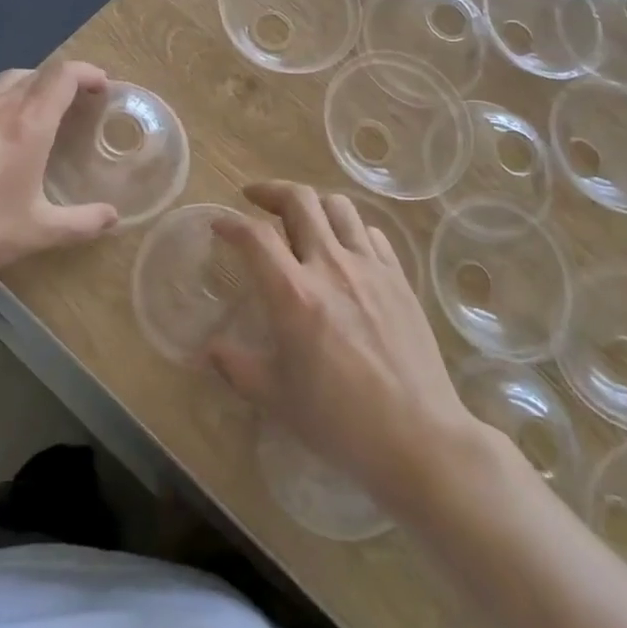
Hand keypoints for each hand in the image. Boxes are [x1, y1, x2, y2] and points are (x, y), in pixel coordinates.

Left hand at [0, 60, 120, 285]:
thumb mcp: (38, 232)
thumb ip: (81, 223)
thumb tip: (114, 218)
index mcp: (28, 123)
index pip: (63, 75)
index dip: (87, 72)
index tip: (103, 87)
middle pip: (37, 72)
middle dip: (63, 80)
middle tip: (77, 103)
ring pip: (5, 80)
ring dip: (30, 85)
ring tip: (38, 109)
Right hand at [206, 182, 477, 515]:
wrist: (418, 437)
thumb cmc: (339, 422)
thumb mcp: (275, 398)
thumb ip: (236, 366)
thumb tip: (208, 348)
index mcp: (294, 295)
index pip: (255, 236)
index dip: (231, 223)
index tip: (219, 223)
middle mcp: (331, 266)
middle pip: (299, 200)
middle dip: (271, 190)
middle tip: (255, 199)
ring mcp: (370, 268)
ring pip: (339, 206)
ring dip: (313, 204)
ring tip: (301, 219)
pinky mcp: (399, 278)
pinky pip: (371, 233)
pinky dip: (349, 229)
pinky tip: (344, 249)